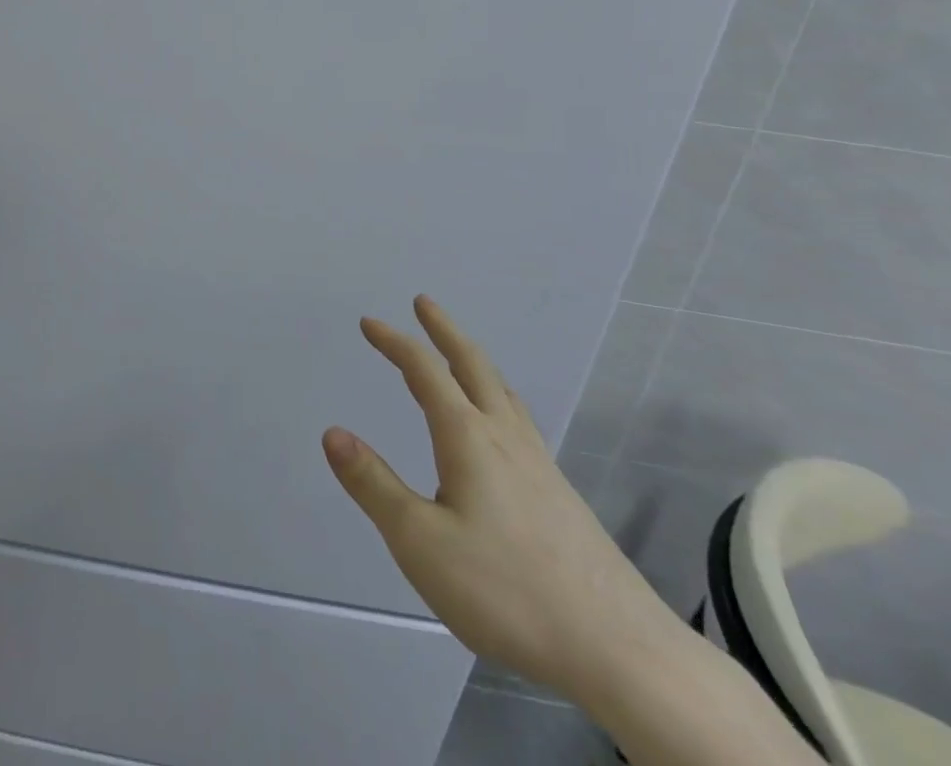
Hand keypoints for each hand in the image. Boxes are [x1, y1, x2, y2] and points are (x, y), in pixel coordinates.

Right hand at [324, 297, 681, 703]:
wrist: (618, 648)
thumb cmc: (506, 589)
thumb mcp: (420, 542)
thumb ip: (373, 485)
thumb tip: (332, 432)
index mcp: (469, 438)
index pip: (424, 371)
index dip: (394, 342)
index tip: (369, 322)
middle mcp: (506, 438)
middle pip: (473, 365)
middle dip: (444, 330)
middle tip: (424, 303)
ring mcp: (540, 465)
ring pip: (503, 392)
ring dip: (473, 362)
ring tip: (459, 356)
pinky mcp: (561, 495)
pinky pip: (519, 422)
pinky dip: (496, 398)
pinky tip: (501, 430)